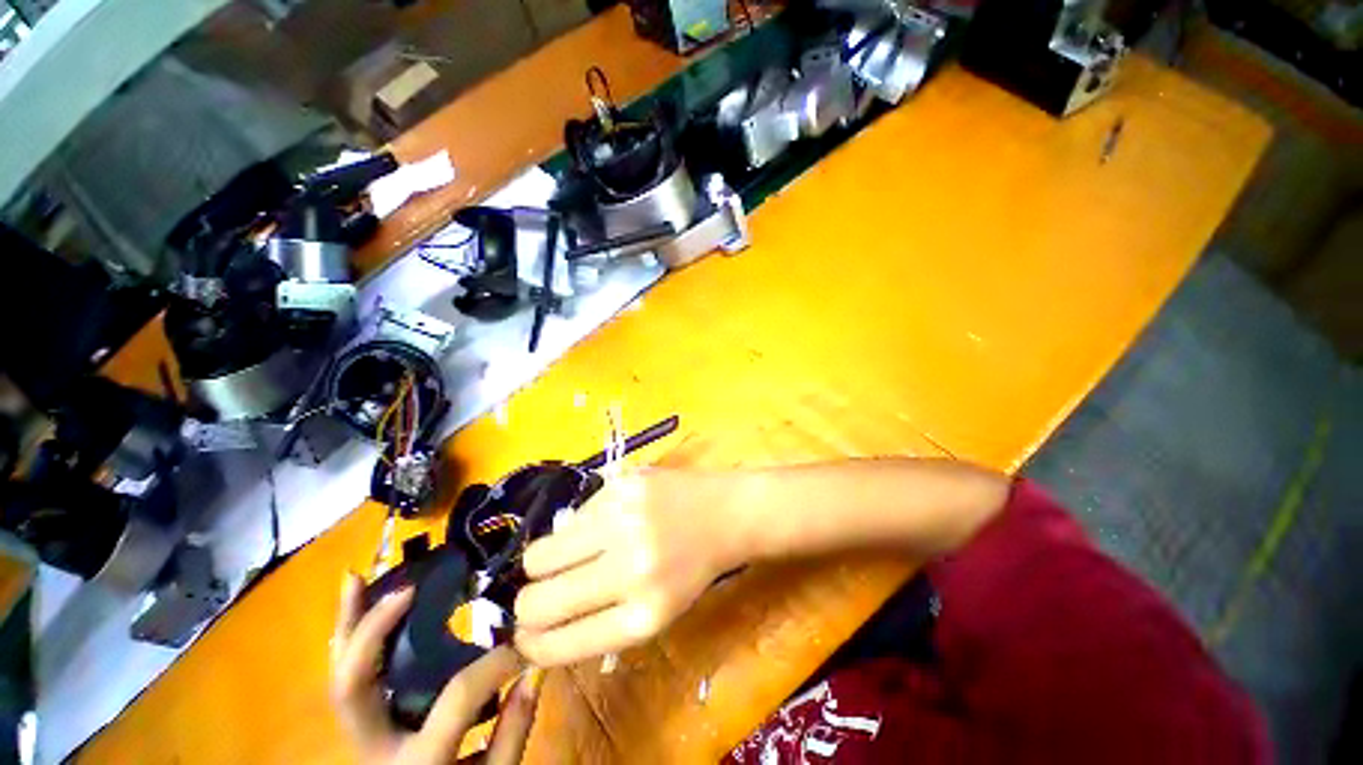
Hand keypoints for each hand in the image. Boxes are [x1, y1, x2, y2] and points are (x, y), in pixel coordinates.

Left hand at [331, 574, 541, 763]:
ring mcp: (360, 736)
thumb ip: (513, 732)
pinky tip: (358, 608)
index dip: (496, 664)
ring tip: (356, 578)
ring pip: (340, 676)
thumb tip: (533, 670)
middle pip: (354, 686)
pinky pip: (351, 677)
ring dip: (349, 625)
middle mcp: (374, 747)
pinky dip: (351, 640)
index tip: (523, 646)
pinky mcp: (363, 724)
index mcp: (417, 763)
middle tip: (406, 587)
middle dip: (375, 630)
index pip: (458, 698)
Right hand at [513, 469, 743, 665]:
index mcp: (644, 615)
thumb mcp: (657, 613)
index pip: (561, 642)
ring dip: (544, 563)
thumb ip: (601, 624)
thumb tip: (538, 629)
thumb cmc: (692, 568)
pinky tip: (602, 524)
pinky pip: (571, 517)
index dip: (532, 645)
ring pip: (540, 553)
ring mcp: (624, 519)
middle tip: (538, 596)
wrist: (725, 512)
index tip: (523, 638)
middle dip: (527, 605)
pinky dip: (576, 528)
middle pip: (537, 599)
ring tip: (566, 557)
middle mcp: (630, 567)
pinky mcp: (621, 485)